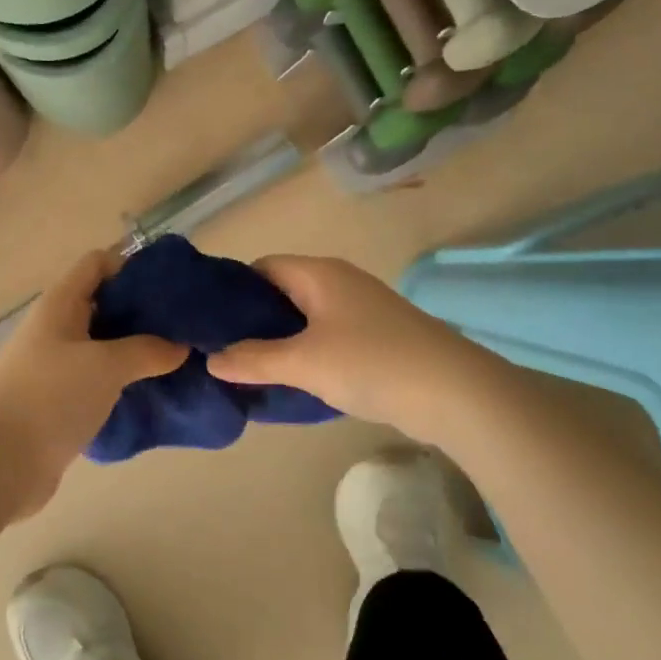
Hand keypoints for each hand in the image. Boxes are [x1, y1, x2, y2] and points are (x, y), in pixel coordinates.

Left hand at [0, 248, 186, 505]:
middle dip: (144, 313)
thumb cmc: (50, 397)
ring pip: (104, 346)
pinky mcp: (59, 402)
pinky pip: (98, 381)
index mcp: (60, 304)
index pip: (98, 264)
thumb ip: (147, 350)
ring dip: (136, 351)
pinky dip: (123, 382)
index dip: (134, 266)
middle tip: (186, 326)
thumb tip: (181, 346)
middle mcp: (56, 328)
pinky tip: (152, 393)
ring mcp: (55, 366)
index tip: (173, 286)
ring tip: (178, 360)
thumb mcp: (106, 366)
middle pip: (104, 305)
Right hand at [206, 254, 481, 438]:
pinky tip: (291, 380)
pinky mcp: (376, 337)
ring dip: (279, 341)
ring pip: (305, 318)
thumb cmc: (371, 363)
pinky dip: (305, 354)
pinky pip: (327, 337)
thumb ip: (253, 359)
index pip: (262, 267)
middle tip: (222, 351)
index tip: (207, 321)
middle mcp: (339, 282)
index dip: (232, 290)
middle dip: (252, 320)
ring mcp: (361, 310)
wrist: (453, 392)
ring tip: (249, 369)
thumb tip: (211, 360)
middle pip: (282, 292)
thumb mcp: (303, 362)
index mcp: (320, 273)